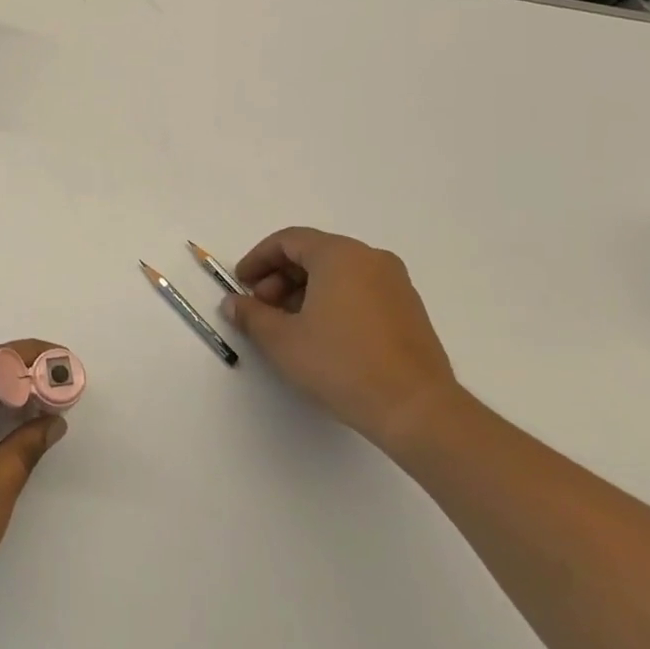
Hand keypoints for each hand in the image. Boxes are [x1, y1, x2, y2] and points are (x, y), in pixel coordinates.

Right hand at [224, 227, 459, 450]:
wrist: (415, 408)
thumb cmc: (341, 364)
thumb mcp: (282, 341)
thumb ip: (252, 315)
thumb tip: (233, 303)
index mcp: (339, 255)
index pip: (288, 240)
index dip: (258, 259)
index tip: (241, 285)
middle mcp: (370, 258)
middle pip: (314, 253)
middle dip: (280, 277)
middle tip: (261, 308)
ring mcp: (395, 283)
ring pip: (338, 273)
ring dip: (305, 291)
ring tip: (288, 326)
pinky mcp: (408, 309)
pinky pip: (360, 290)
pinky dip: (333, 301)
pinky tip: (321, 335)